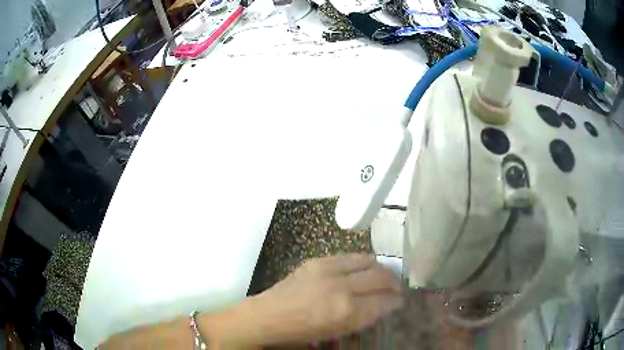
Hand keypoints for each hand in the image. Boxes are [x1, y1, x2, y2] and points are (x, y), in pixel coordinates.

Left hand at [249, 254, 403, 343]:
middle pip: (380, 277)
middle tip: (396, 287)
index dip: (396, 301)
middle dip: (394, 282)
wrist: (269, 315)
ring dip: (380, 268)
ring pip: (368, 261)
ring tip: (383, 275)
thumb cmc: (302, 331)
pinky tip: (362, 268)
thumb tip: (384, 305)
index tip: (400, 301)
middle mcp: (342, 287)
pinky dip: (362, 262)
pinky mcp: (318, 260)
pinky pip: (349, 256)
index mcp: (347, 311)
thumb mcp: (337, 331)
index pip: (384, 301)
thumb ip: (363, 317)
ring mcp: (328, 270)